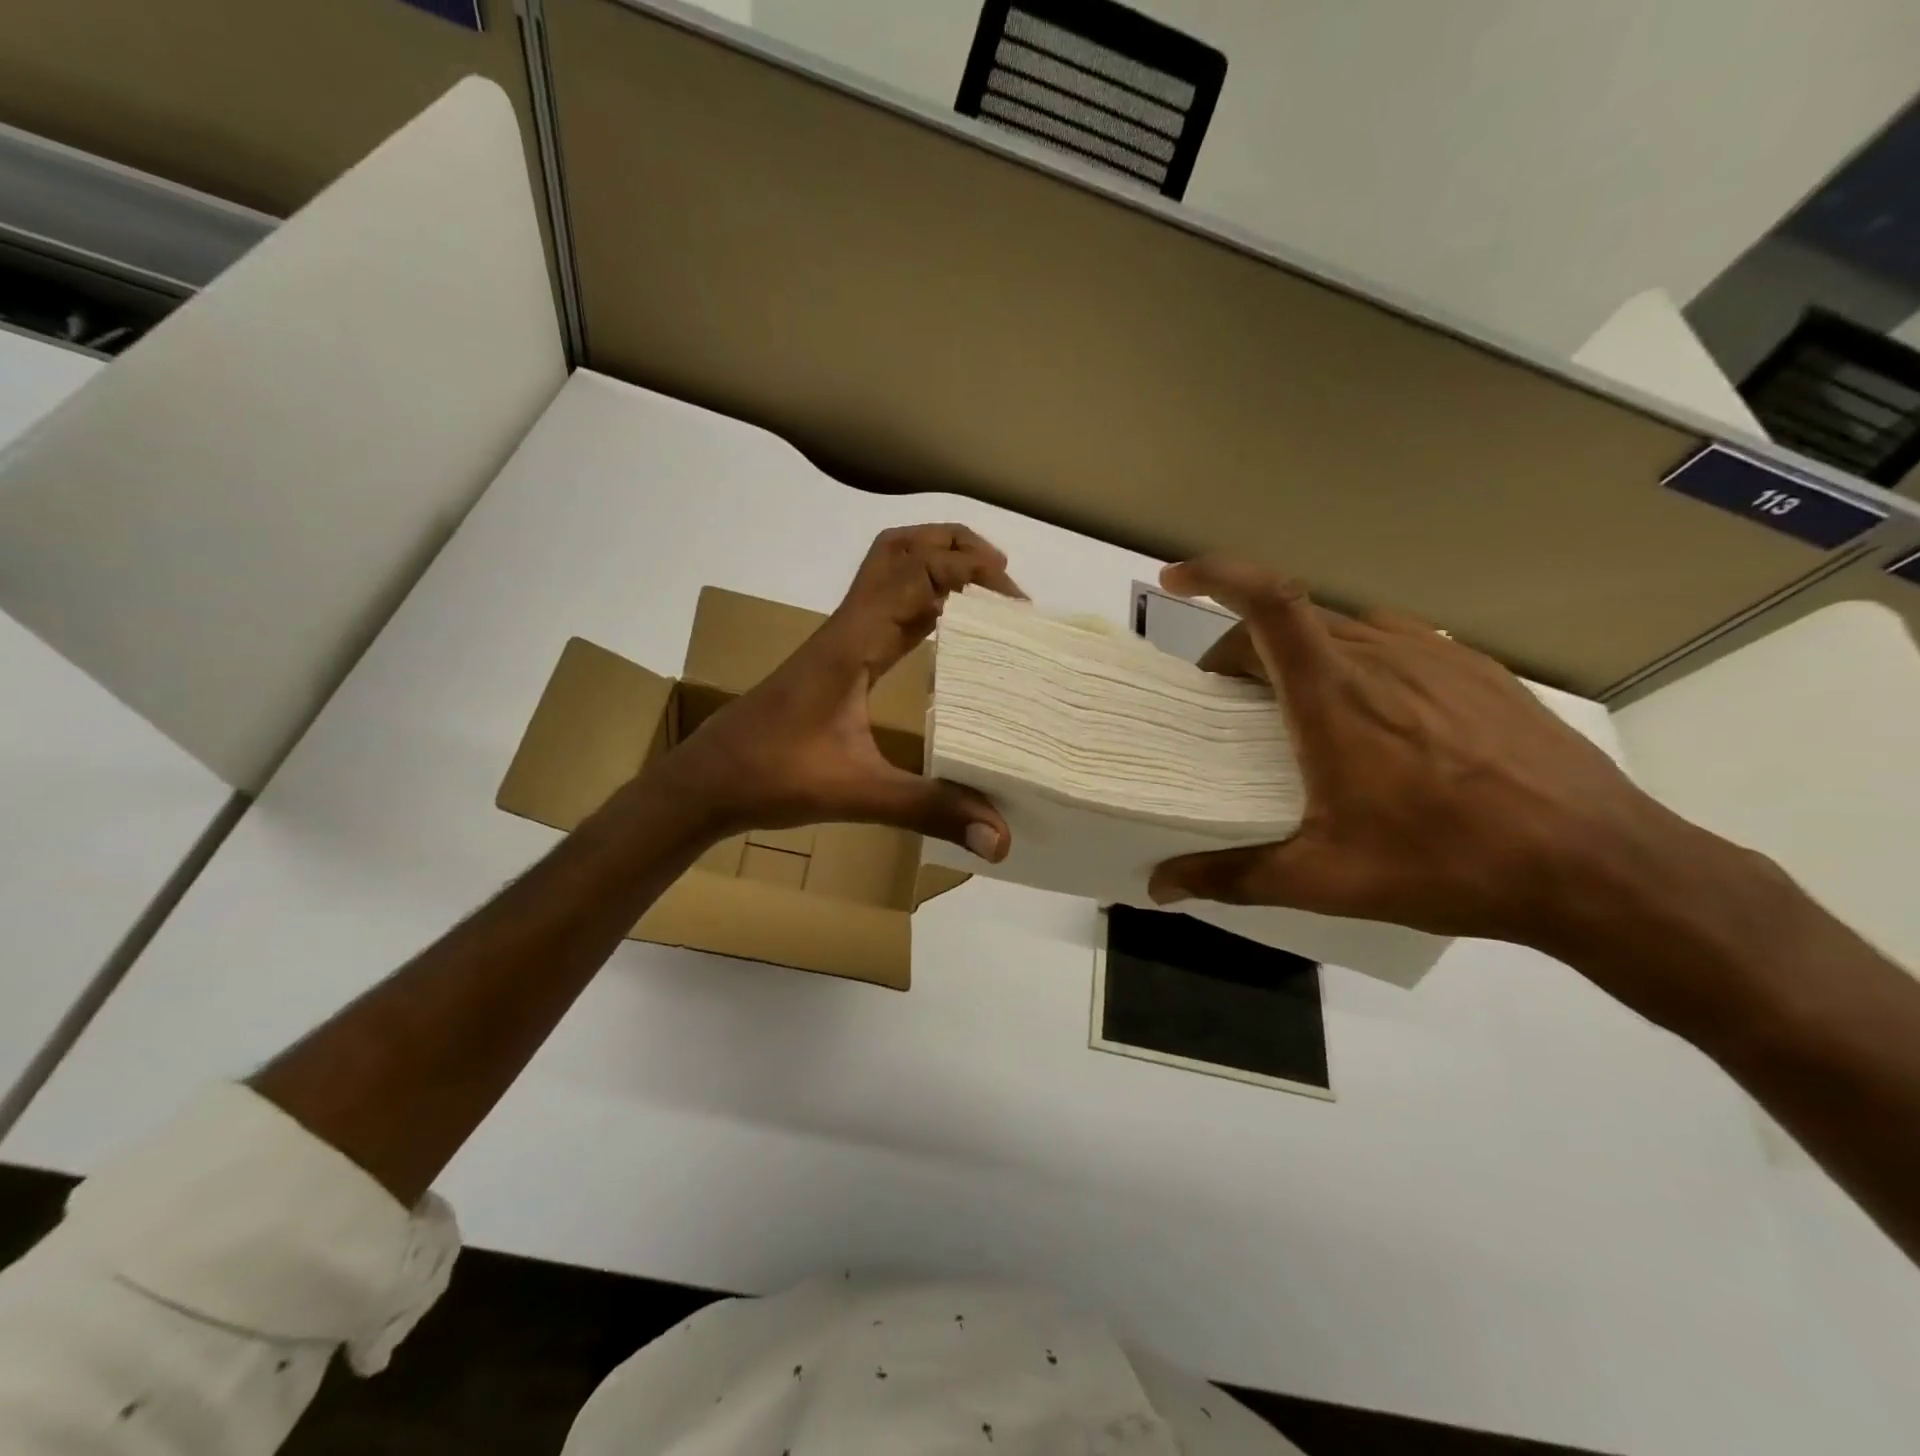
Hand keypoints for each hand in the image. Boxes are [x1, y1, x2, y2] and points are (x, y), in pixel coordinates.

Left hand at [665, 525, 1018, 860]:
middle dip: (953, 547)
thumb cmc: (772, 776)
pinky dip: (923, 604)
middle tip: (1003, 577)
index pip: (915, 573)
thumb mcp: (857, 793)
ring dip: (937, 567)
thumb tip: (999, 839)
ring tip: (987, 594)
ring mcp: (841, 642)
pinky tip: (949, 633)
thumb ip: (930, 810)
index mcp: (853, 641)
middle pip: (899, 551)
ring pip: (889, 574)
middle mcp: (848, 627)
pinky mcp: (839, 661)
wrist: (708, 781)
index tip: (1016, 601)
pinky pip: (887, 612)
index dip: (968, 572)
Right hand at [1146, 556, 1731, 957]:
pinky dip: (1352, 661)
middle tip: (1225, 700)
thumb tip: (1160, 886)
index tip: (1174, 581)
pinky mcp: (1476, 670)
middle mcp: (1380, 655)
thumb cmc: (1449, 864)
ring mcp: (1435, 655)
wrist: (1601, 866)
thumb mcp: (1325, 881)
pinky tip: (1370, 716)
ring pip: (1339, 629)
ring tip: (1292, 708)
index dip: (1214, 575)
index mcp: (1333, 694)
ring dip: (1296, 653)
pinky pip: (1391, 642)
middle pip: (1289, 617)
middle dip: (1240, 645)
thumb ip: (1230, 877)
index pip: (1266, 601)